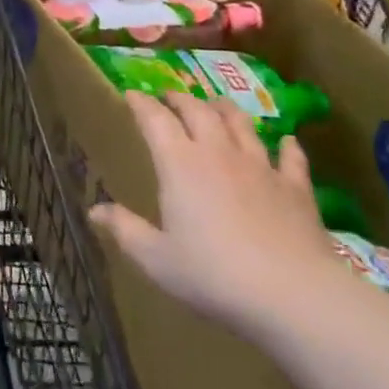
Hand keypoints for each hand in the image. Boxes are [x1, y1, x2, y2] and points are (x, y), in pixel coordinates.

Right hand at [88, 92, 346, 341]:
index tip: (131, 94)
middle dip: (180, 99)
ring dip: (225, 109)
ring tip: (216, 104)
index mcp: (179, 163)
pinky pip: (290, 157)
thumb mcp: (157, 259)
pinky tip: (287, 142)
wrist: (293, 295)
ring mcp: (260, 166)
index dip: (141, 103)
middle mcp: (218, 152)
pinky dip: (287, 146)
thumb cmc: (214, 275)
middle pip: (197, 111)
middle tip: (169, 97)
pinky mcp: (295, 187)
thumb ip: (125, 230)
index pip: (155, 119)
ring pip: (241, 123)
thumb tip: (94, 210)